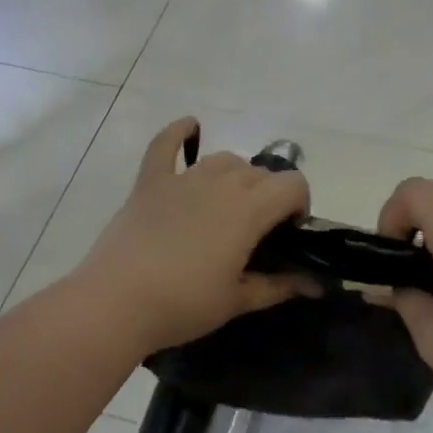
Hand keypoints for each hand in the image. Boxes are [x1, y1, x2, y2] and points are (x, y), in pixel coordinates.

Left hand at [78, 118, 316, 353]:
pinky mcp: (150, 182)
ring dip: (236, 176)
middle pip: (260, 172)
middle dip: (269, 196)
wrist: (117, 302)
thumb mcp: (237, 300)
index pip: (293, 184)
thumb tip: (316, 287)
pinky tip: (190, 128)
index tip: (287, 234)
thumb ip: (279, 286)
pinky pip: (165, 144)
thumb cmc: (184, 304)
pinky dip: (180, 133)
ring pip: (224, 160)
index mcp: (249, 209)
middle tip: (256, 233)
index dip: (299, 205)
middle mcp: (221, 182)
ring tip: (228, 206)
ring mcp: (183, 178)